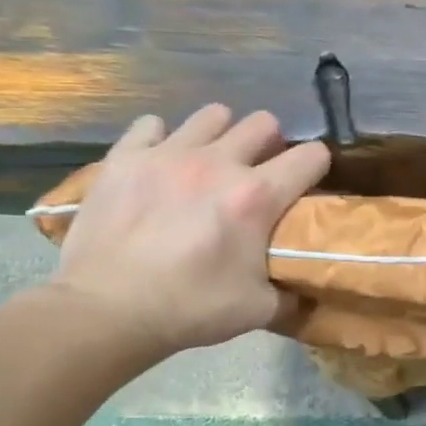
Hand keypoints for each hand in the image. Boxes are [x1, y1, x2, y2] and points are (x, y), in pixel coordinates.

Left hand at [48, 104, 329, 360]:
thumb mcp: (259, 309)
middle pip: (264, 123)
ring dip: (222, 135)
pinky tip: (162, 162)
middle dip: (271, 144)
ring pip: (213, 115)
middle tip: (260, 172)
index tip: (310, 183)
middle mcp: (218, 163)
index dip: (318, 167)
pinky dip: (163, 139)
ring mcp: (167, 154)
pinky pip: (152, 125)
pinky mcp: (124, 157)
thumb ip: (292, 293)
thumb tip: (308, 289)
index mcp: (257, 197)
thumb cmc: (190, 308)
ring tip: (213, 161)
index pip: (311, 157)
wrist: (106, 310)